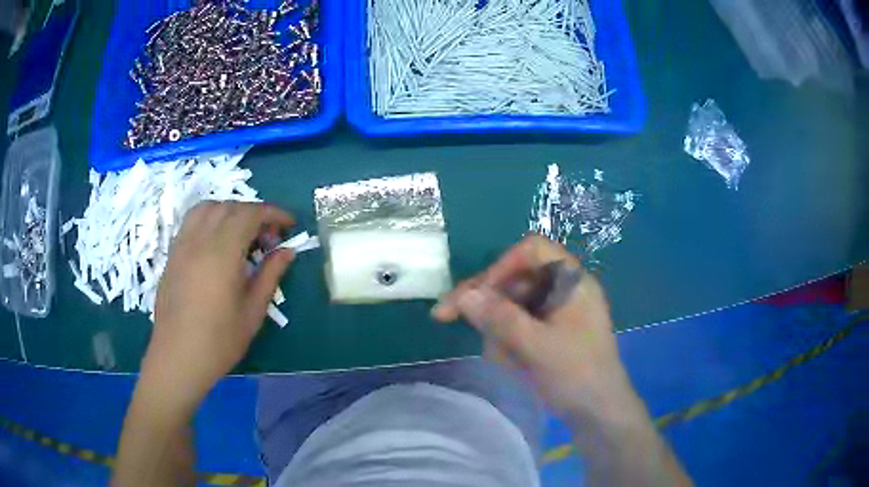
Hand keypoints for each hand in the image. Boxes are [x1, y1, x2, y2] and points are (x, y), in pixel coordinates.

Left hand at [143, 202, 294, 410]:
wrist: (178, 357)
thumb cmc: (219, 341)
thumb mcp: (252, 311)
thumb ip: (270, 275)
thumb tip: (287, 251)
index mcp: (223, 253)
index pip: (250, 214)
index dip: (273, 213)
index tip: (289, 224)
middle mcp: (200, 240)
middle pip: (229, 207)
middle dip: (253, 213)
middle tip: (268, 237)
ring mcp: (182, 245)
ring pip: (207, 208)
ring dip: (229, 211)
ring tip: (241, 234)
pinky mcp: (172, 254)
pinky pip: (191, 221)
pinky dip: (209, 219)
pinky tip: (216, 243)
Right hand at [433, 235, 634, 420]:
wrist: (600, 413)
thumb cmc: (577, 375)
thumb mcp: (537, 346)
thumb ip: (500, 319)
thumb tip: (464, 295)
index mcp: (571, 281)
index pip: (531, 251)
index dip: (500, 266)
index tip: (476, 294)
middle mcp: (564, 290)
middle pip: (515, 279)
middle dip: (485, 301)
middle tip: (446, 315)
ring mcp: (557, 313)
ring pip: (512, 305)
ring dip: (496, 328)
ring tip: (500, 358)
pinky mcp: (550, 333)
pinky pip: (518, 326)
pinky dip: (507, 342)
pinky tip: (509, 364)